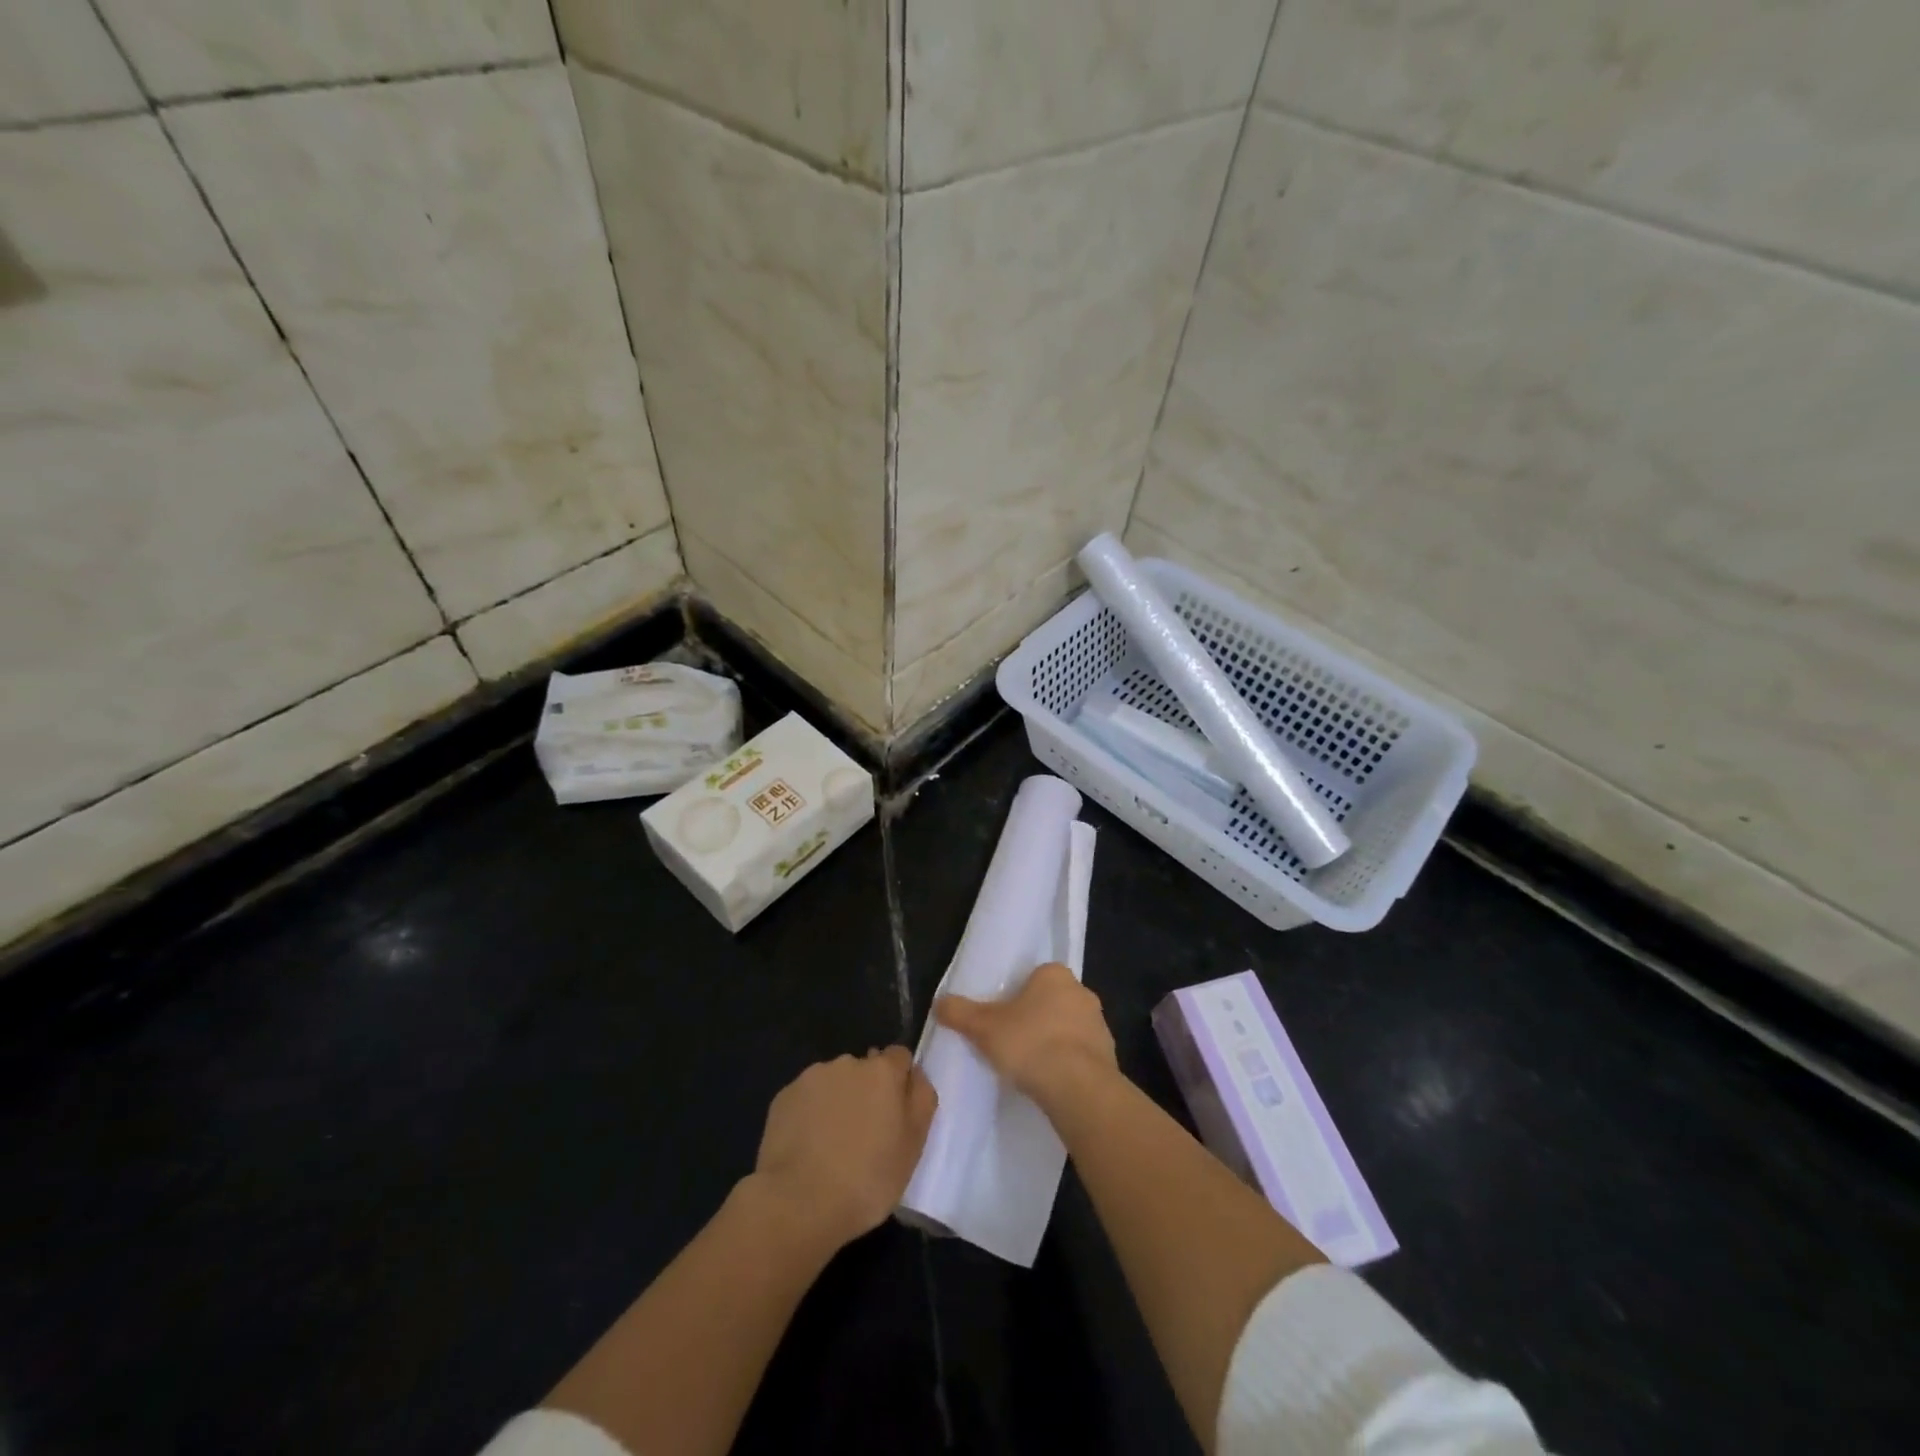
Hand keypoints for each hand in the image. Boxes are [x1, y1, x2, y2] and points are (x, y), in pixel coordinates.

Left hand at [751, 1047, 936, 1250]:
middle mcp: (848, 1063)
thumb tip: (915, 1075)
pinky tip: (808, 1146)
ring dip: (838, 1101)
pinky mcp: (783, 1096)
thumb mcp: (913, 1146)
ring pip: (834, 1083)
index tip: (895, 1113)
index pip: (900, 1057)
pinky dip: (811, 1114)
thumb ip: (921, 1100)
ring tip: (832, 1144)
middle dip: (867, 1092)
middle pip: (865, 1069)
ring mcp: (812, 1078)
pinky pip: (807, 1098)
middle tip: (865, 1135)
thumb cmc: (867, 1179)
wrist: (798, 1202)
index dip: (900, 1082)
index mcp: (883, 1071)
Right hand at [936, 962, 1117, 1113]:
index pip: (1035, 976)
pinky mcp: (1109, 1056)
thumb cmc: (1029, 1043)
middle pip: (1052, 1000)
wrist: (1078, 1087)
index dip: (1018, 994)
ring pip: (1069, 1027)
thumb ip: (960, 1012)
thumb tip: (938, 1003)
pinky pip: (1082, 1054)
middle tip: (1013, 1040)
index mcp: (1055, 974)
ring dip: (1054, 1041)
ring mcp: (1099, 1024)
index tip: (1003, 1016)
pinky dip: (1069, 1064)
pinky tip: (1051, 1082)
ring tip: (1030, 1066)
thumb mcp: (983, 1027)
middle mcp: (1082, 992)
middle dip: (1036, 1017)